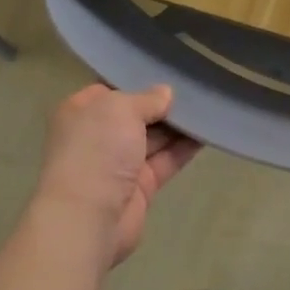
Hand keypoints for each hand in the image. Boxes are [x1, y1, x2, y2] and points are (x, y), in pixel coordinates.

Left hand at [31, 84, 199, 266]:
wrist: (88, 218)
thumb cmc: (97, 150)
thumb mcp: (121, 109)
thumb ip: (147, 99)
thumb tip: (166, 93)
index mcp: (81, 112)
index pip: (111, 89)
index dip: (137, 81)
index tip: (166, 71)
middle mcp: (98, 136)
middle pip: (135, 114)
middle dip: (162, 104)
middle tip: (195, 87)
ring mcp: (118, 163)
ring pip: (153, 138)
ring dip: (177, 125)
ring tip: (207, 105)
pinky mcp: (140, 187)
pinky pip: (166, 160)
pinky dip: (184, 148)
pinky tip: (206, 132)